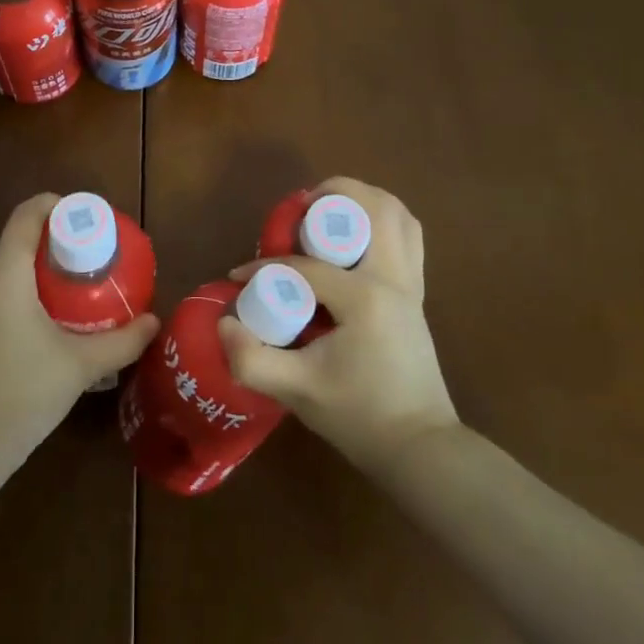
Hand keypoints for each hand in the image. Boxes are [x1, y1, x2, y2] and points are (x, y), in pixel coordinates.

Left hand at [0, 193, 159, 457]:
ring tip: (65, 303)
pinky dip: (13, 307)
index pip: (25, 216)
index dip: (53, 205)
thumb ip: (121, 342)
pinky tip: (33, 340)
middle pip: (15, 248)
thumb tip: (154, 322)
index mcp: (6, 275)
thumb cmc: (22, 393)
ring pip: (1, 280)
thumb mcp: (80, 366)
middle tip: (85, 267)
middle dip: (50, 250)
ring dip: (32, 281)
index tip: (80, 216)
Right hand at [218, 178, 458, 472]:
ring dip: (363, 201)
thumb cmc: (359, 417)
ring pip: (396, 214)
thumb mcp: (298, 391)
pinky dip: (384, 221)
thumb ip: (252, 359)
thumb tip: (223, 322)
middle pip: (369, 207)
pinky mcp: (417, 292)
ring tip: (327, 214)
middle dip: (332, 195)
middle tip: (298, 213)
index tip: (239, 277)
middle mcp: (393, 277)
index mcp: (365, 297)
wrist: (419, 448)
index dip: (265, 267)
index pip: (306, 265)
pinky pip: (407, 235)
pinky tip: (356, 237)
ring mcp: (411, 282)